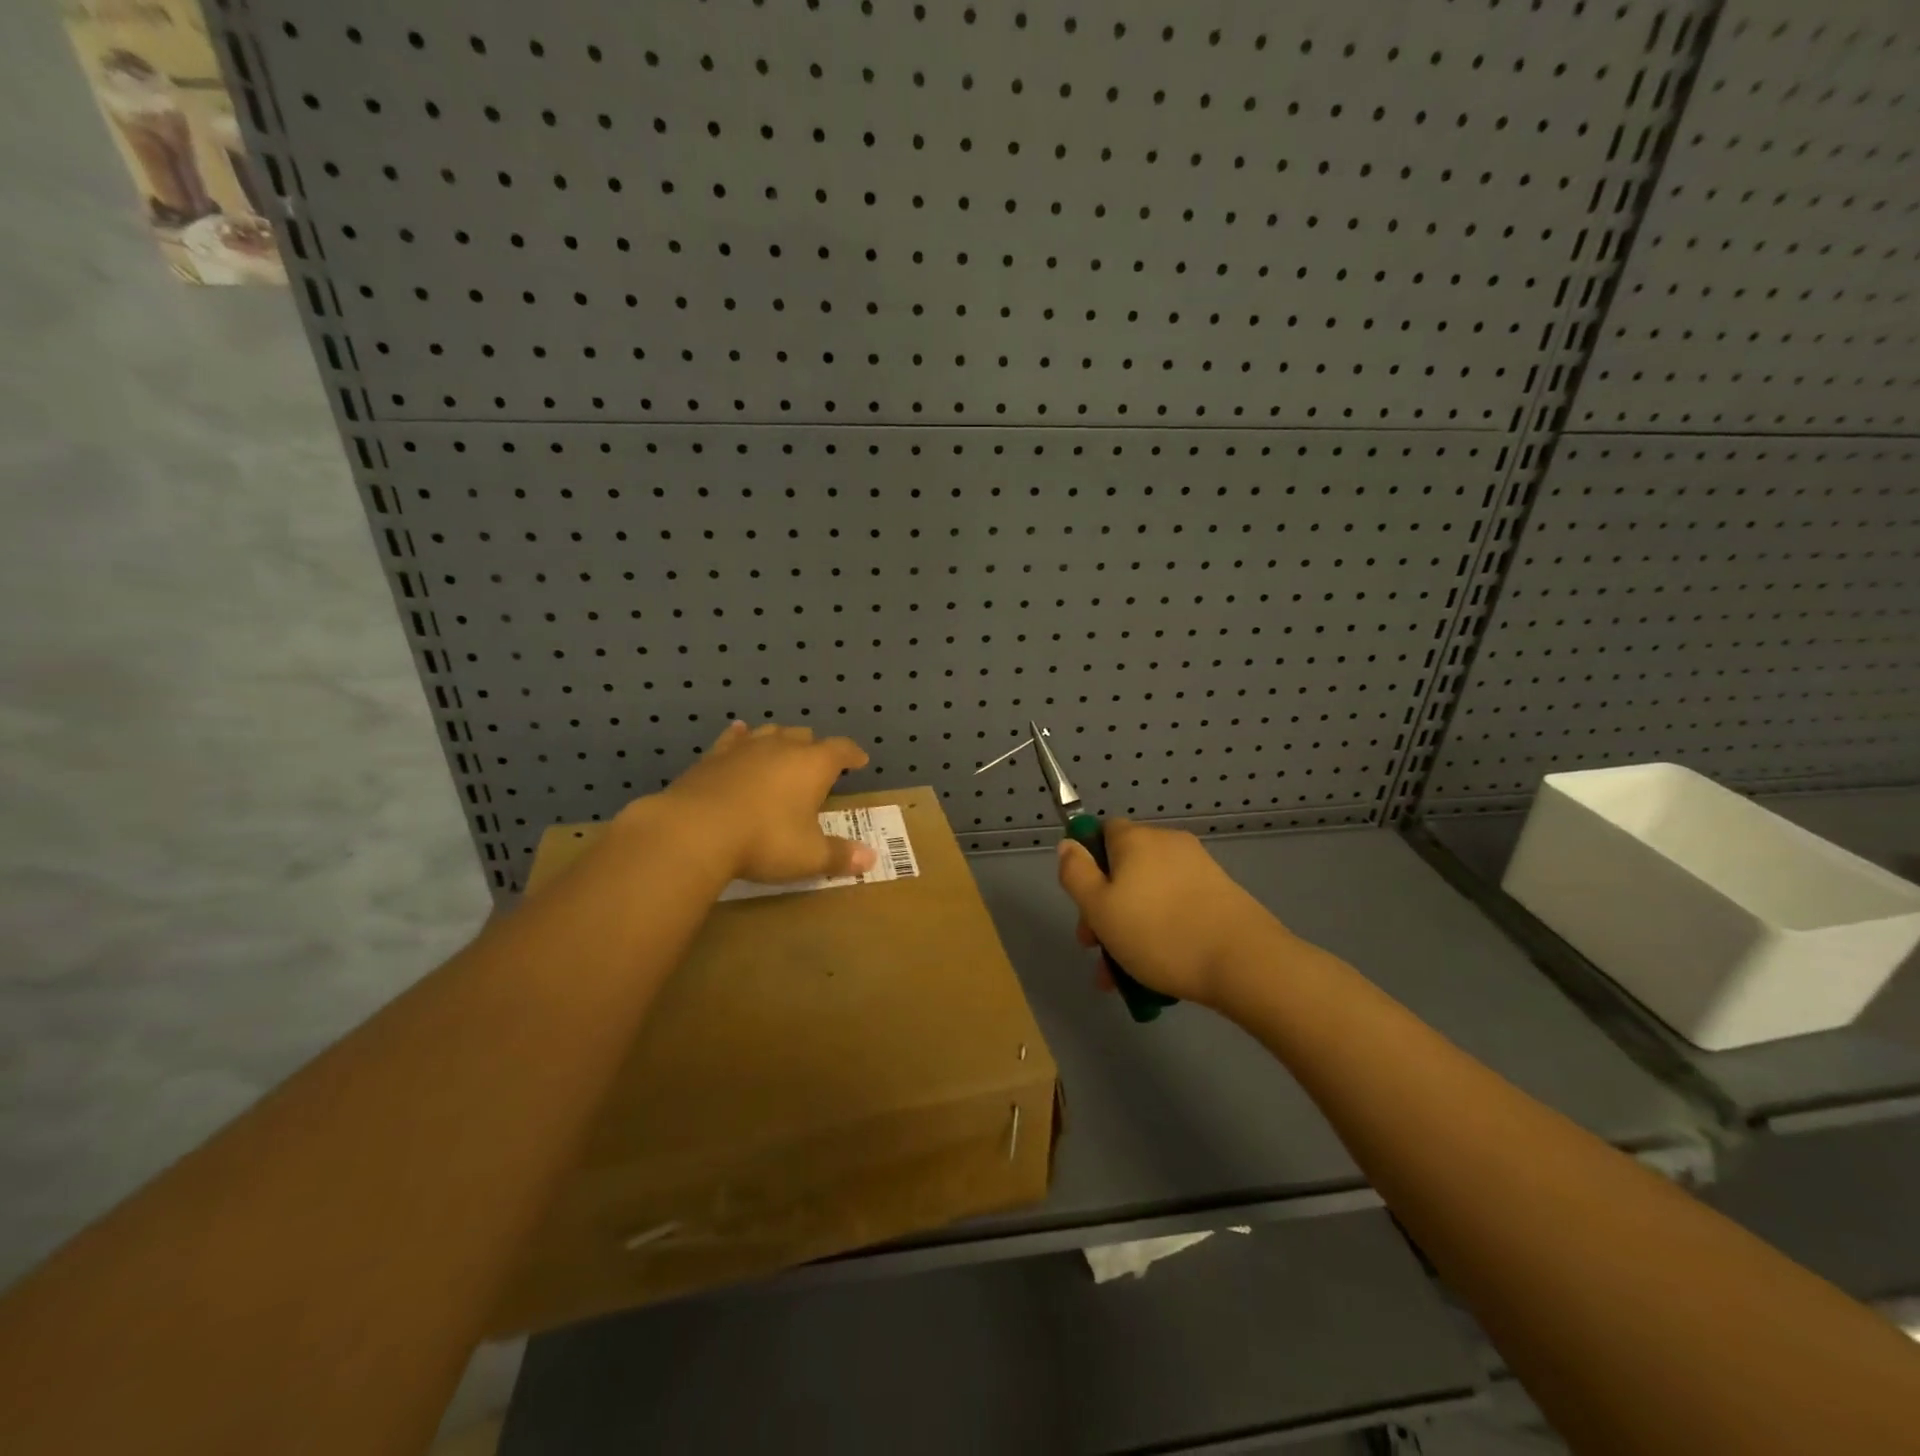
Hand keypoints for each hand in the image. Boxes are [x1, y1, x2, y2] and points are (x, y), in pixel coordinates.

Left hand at [648, 722, 873, 883]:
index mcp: (813, 765)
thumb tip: (871, 859)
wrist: (695, 831)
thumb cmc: (765, 840)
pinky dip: (740, 737)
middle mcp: (782, 747)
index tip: (860, 760)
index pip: (842, 749)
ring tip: (783, 751)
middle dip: (815, 748)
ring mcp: (745, 748)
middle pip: (805, 736)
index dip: (853, 754)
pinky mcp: (712, 757)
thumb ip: (840, 856)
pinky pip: (732, 739)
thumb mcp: (809, 856)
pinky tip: (738, 735)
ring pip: (770, 732)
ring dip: (780, 741)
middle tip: (819, 764)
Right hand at [1055, 819, 1293, 1006]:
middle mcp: (1168, 844)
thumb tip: (1069, 844)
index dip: (1088, 863)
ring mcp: (1199, 869)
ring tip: (1121, 977)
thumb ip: (1075, 873)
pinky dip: (1161, 931)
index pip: (1103, 832)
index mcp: (1136, 839)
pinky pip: (1177, 908)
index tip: (1083, 902)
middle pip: (1124, 868)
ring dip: (1130, 928)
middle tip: (1096, 950)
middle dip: (1105, 908)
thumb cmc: (1159, 933)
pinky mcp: (1221, 896)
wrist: (1244, 962)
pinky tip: (1156, 971)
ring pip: (1149, 895)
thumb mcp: (1099, 907)